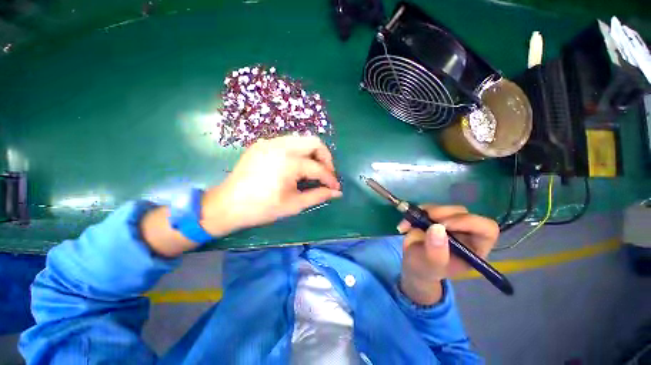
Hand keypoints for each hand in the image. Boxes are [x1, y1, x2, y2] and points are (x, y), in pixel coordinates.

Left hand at [200, 136, 341, 236]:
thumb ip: (318, 196)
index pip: (318, 168)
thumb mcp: (294, 205)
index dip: (330, 179)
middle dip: (325, 158)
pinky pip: (288, 142)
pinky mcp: (263, 144)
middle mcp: (281, 146)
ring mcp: (270, 142)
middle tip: (326, 174)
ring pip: (302, 140)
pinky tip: (296, 166)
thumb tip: (337, 193)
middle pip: (314, 142)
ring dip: (312, 154)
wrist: (227, 204)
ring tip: (313, 170)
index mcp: (288, 162)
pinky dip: (298, 152)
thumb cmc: (262, 208)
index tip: (335, 188)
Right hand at [397, 205, 498, 304]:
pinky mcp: (435, 217)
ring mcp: (449, 223)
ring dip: (424, 213)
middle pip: (462, 213)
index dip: (467, 222)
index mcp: (475, 247)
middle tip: (422, 219)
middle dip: (441, 214)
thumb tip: (437, 228)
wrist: (413, 264)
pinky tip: (405, 225)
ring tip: (408, 225)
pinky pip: (427, 208)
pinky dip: (414, 213)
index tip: (443, 225)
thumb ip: (436, 252)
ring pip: (444, 208)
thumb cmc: (426, 270)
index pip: (486, 228)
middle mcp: (466, 232)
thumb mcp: (430, 267)